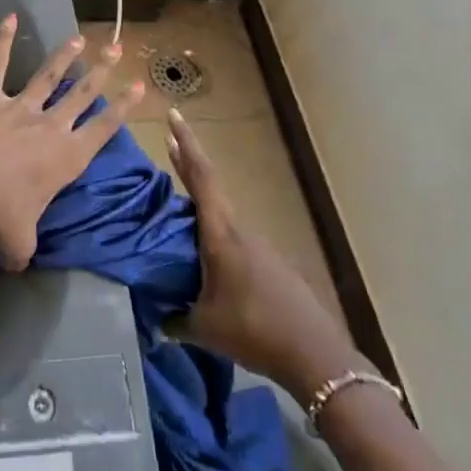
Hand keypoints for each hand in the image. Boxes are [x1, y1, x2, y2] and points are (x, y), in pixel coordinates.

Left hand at [0, 15, 143, 271]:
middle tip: (118, 49)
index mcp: (66, 158)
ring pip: (49, 76)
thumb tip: (18, 268)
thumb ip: (24, 253)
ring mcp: (20, 107)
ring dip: (65, 56)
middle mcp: (50, 126)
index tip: (141, 86)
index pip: (104, 129)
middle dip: (102, 71)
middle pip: (83, 94)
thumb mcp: (18, 243)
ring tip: (80, 38)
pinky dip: (3, 40)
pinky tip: (9, 17)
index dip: (125, 107)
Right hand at [167, 107, 362, 399]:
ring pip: (222, 215)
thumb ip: (176, 319)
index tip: (174, 115)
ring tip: (176, 210)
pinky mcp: (271, 263)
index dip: (186, 145)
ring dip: (200, 204)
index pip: (201, 178)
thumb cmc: (254, 330)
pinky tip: (207, 258)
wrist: (315, 356)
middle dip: (189, 164)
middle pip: (210, 188)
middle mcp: (240, 230)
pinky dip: (215, 233)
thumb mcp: (204, 328)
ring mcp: (259, 245)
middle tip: (170, 143)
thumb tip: (156, 320)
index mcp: (221, 234)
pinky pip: (234, 238)